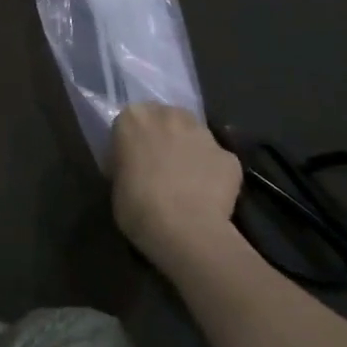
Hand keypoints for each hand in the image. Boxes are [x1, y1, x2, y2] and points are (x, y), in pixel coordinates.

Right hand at [109, 104, 245, 274]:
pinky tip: (207, 195)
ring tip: (186, 179)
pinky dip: (212, 172)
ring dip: (189, 149)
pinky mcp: (230, 157)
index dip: (133, 138)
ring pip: (195, 134)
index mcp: (133, 118)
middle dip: (164, 134)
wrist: (183, 230)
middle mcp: (170, 116)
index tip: (132, 157)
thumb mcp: (115, 180)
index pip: (131, 119)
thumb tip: (134, 165)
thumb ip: (125, 162)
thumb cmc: (136, 205)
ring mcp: (204, 135)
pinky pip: (216, 160)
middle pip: (167, 118)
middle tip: (160, 162)